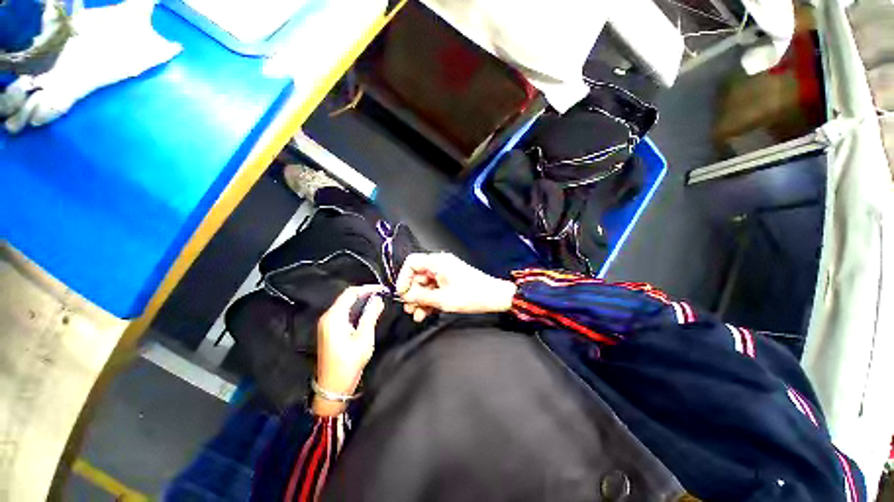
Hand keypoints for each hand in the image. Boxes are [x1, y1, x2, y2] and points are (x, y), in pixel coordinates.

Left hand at [314, 285, 384, 415]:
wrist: (333, 386)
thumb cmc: (349, 362)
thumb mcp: (364, 338)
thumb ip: (370, 315)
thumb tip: (378, 299)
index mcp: (334, 317)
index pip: (350, 292)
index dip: (367, 288)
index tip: (382, 289)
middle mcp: (328, 317)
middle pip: (347, 297)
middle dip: (365, 293)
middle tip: (382, 295)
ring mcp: (327, 324)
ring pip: (345, 304)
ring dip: (361, 301)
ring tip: (378, 301)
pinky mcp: (330, 330)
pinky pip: (344, 312)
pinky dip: (356, 309)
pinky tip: (367, 312)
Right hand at [396, 253, 516, 320]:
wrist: (495, 297)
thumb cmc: (471, 295)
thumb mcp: (443, 299)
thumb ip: (421, 297)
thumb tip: (405, 296)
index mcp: (437, 262)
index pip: (411, 263)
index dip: (403, 278)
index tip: (403, 294)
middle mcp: (439, 264)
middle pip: (417, 275)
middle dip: (412, 293)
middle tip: (410, 309)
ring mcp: (445, 272)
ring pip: (425, 284)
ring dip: (420, 299)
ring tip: (418, 315)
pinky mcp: (450, 281)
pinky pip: (434, 288)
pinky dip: (430, 299)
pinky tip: (427, 313)